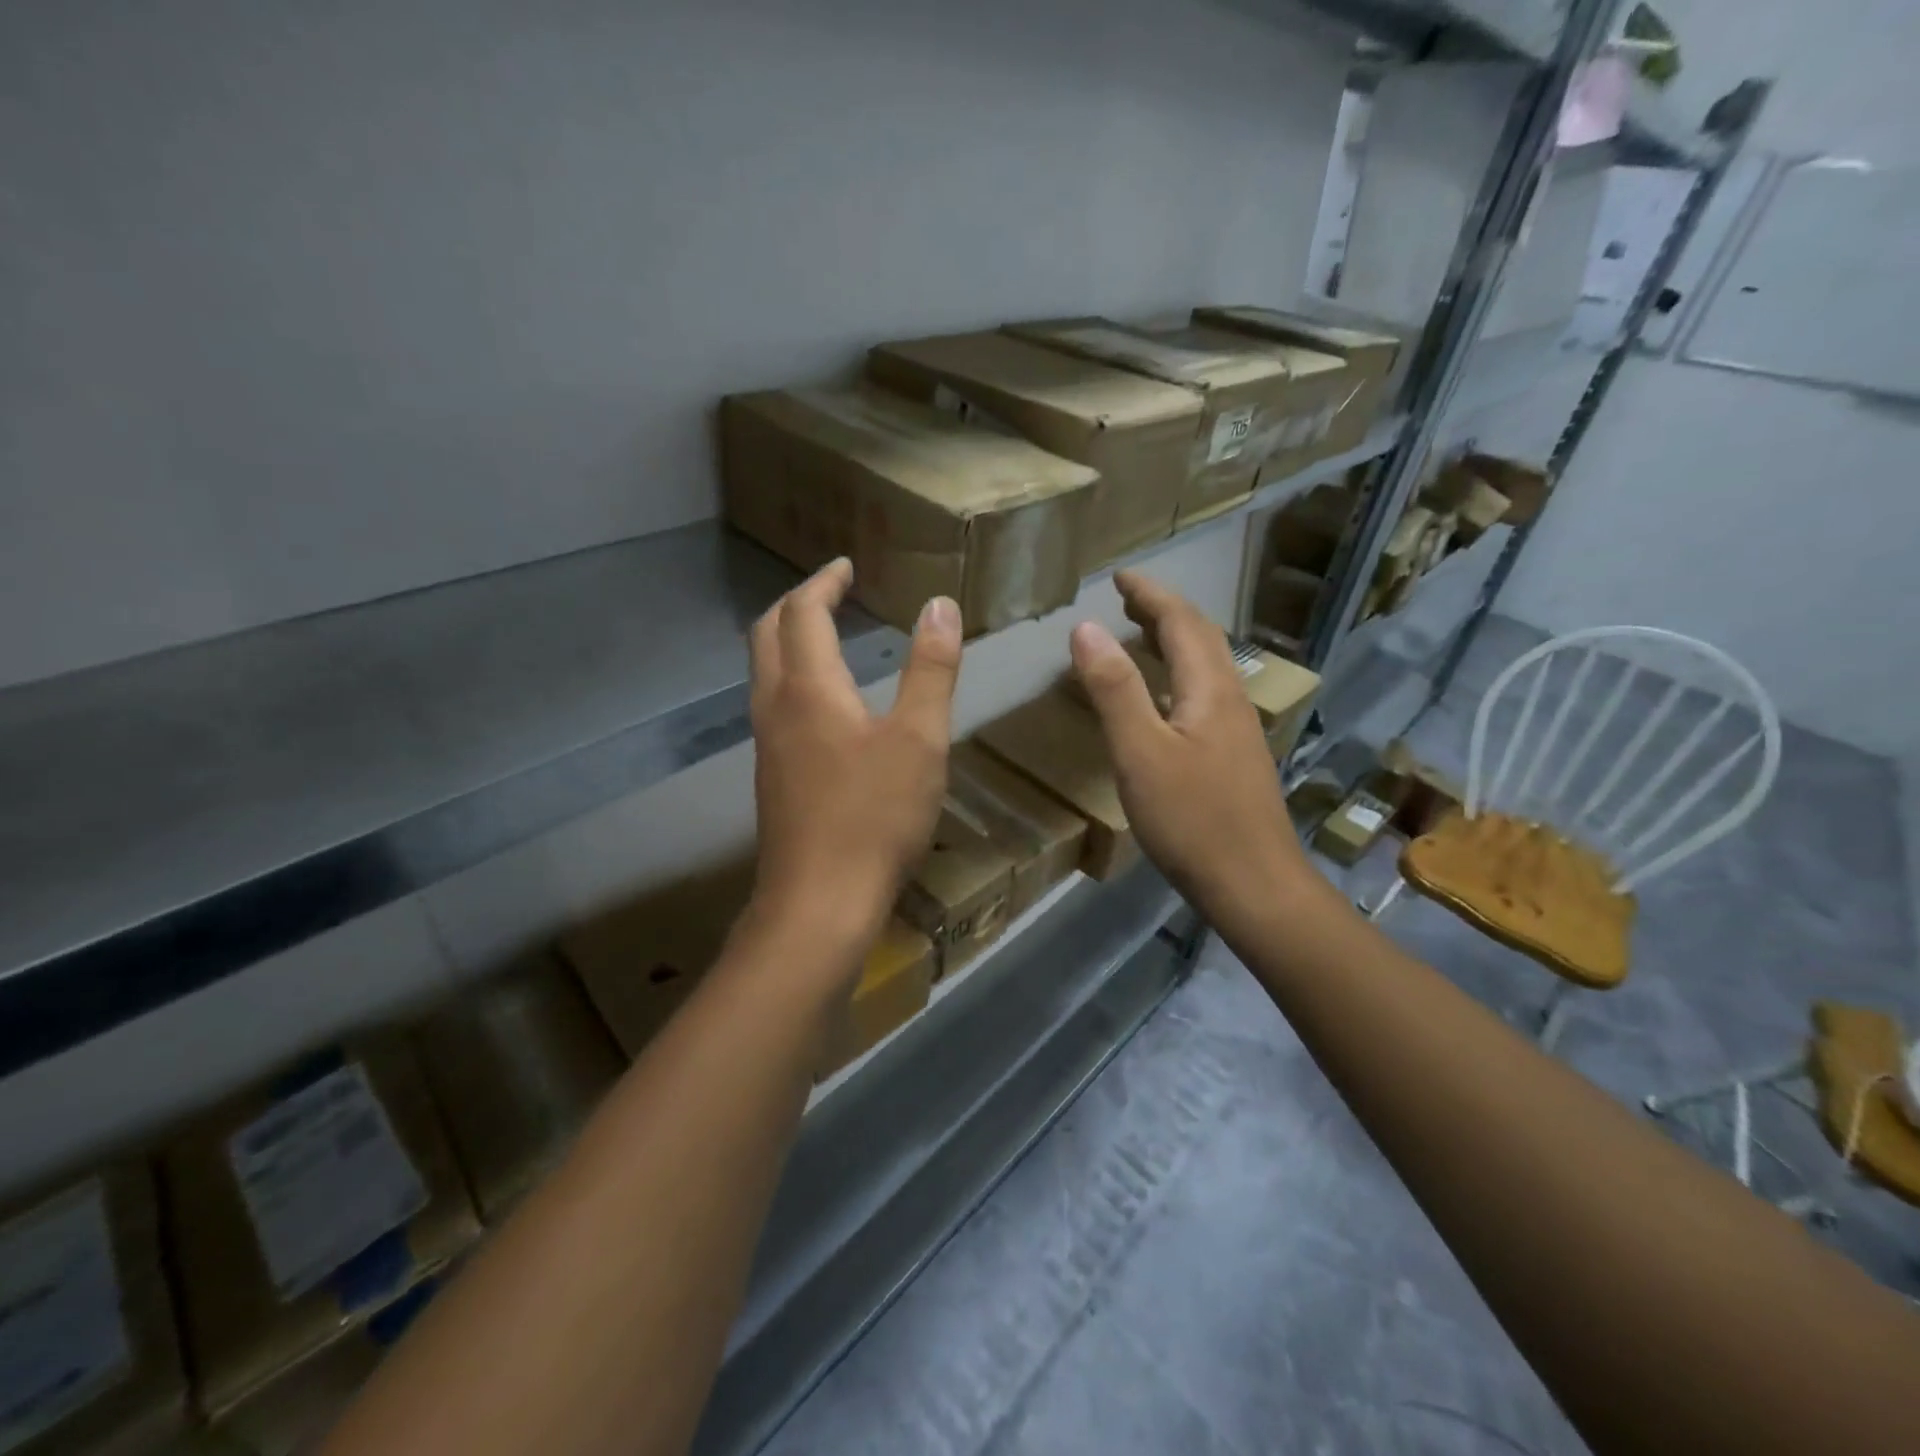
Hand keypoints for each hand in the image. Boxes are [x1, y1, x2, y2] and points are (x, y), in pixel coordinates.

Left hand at [747, 558, 961, 951]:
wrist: (819, 903)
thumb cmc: (875, 816)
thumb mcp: (920, 739)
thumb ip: (931, 669)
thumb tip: (940, 605)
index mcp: (808, 687)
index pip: (803, 611)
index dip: (824, 581)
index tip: (846, 566)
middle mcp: (775, 706)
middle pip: (767, 634)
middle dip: (796, 603)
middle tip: (831, 592)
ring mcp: (767, 745)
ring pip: (764, 671)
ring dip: (789, 640)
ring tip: (828, 636)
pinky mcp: (772, 777)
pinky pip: (773, 705)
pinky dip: (793, 678)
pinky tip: (825, 704)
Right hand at [1069, 571, 1312, 920]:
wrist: (1255, 885)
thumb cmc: (1193, 820)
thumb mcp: (1140, 753)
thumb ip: (1114, 689)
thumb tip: (1087, 628)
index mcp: (1211, 690)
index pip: (1182, 622)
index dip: (1151, 594)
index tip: (1120, 576)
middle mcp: (1232, 700)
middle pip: (1202, 639)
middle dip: (1165, 611)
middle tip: (1127, 600)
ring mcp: (1238, 731)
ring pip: (1207, 668)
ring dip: (1174, 642)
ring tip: (1140, 636)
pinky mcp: (1235, 758)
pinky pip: (1205, 695)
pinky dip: (1178, 676)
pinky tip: (1163, 700)